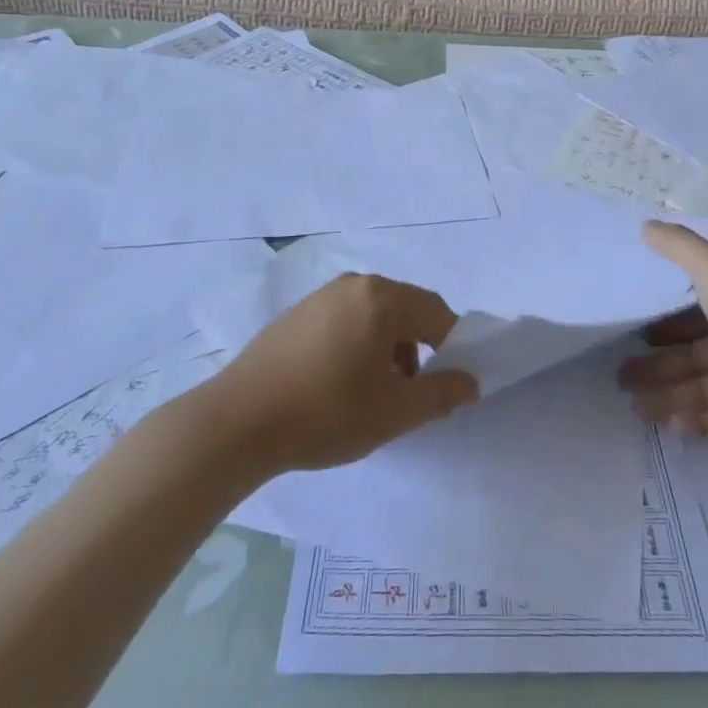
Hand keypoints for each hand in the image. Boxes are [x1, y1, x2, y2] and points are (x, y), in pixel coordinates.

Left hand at [206, 273, 479, 473]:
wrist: (238, 423)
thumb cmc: (327, 411)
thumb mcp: (395, 412)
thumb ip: (441, 394)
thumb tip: (470, 382)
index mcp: (382, 297)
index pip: (436, 312)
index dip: (452, 348)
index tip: (448, 385)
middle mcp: (354, 285)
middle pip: (404, 311)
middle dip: (418, 351)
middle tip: (409, 395)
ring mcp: (321, 297)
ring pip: (374, 318)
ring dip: (387, 351)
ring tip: (372, 397)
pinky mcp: (296, 315)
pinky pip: (344, 323)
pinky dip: (357, 348)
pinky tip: (338, 388)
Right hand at [618, 222, 707, 440]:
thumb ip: (677, 245)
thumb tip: (646, 225)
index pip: (693, 313)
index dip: (664, 321)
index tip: (632, 327)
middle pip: (690, 356)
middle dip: (655, 365)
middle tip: (620, 374)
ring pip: (697, 391)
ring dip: (665, 398)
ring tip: (633, 406)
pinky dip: (692, 425)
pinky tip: (667, 425)